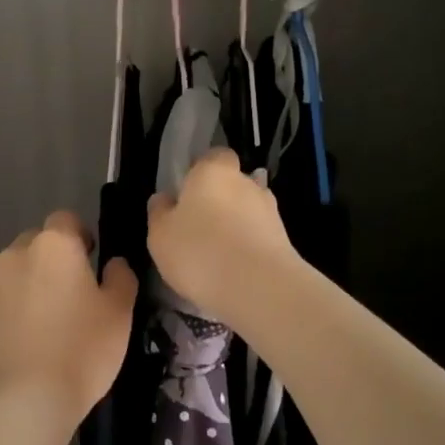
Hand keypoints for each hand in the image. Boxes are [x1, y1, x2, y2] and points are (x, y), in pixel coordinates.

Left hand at [0, 211, 136, 429]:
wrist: (18, 403)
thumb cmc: (79, 352)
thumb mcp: (119, 315)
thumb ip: (120, 279)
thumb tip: (113, 262)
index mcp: (54, 247)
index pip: (65, 220)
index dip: (78, 237)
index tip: (88, 263)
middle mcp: (12, 257)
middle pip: (32, 246)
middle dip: (48, 264)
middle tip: (65, 301)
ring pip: (6, 278)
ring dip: (21, 292)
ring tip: (37, 332)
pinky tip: (13, 353)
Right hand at [147, 147, 298, 323]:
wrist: (259, 288)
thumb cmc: (200, 252)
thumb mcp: (161, 235)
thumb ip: (160, 212)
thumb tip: (164, 199)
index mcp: (213, 171)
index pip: (213, 156)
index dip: (201, 172)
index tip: (187, 194)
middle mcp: (246, 182)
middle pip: (231, 184)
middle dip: (218, 201)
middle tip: (198, 228)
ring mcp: (270, 210)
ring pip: (247, 211)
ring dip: (235, 226)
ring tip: (217, 256)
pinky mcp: (285, 239)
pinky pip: (259, 236)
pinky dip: (248, 247)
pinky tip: (234, 271)